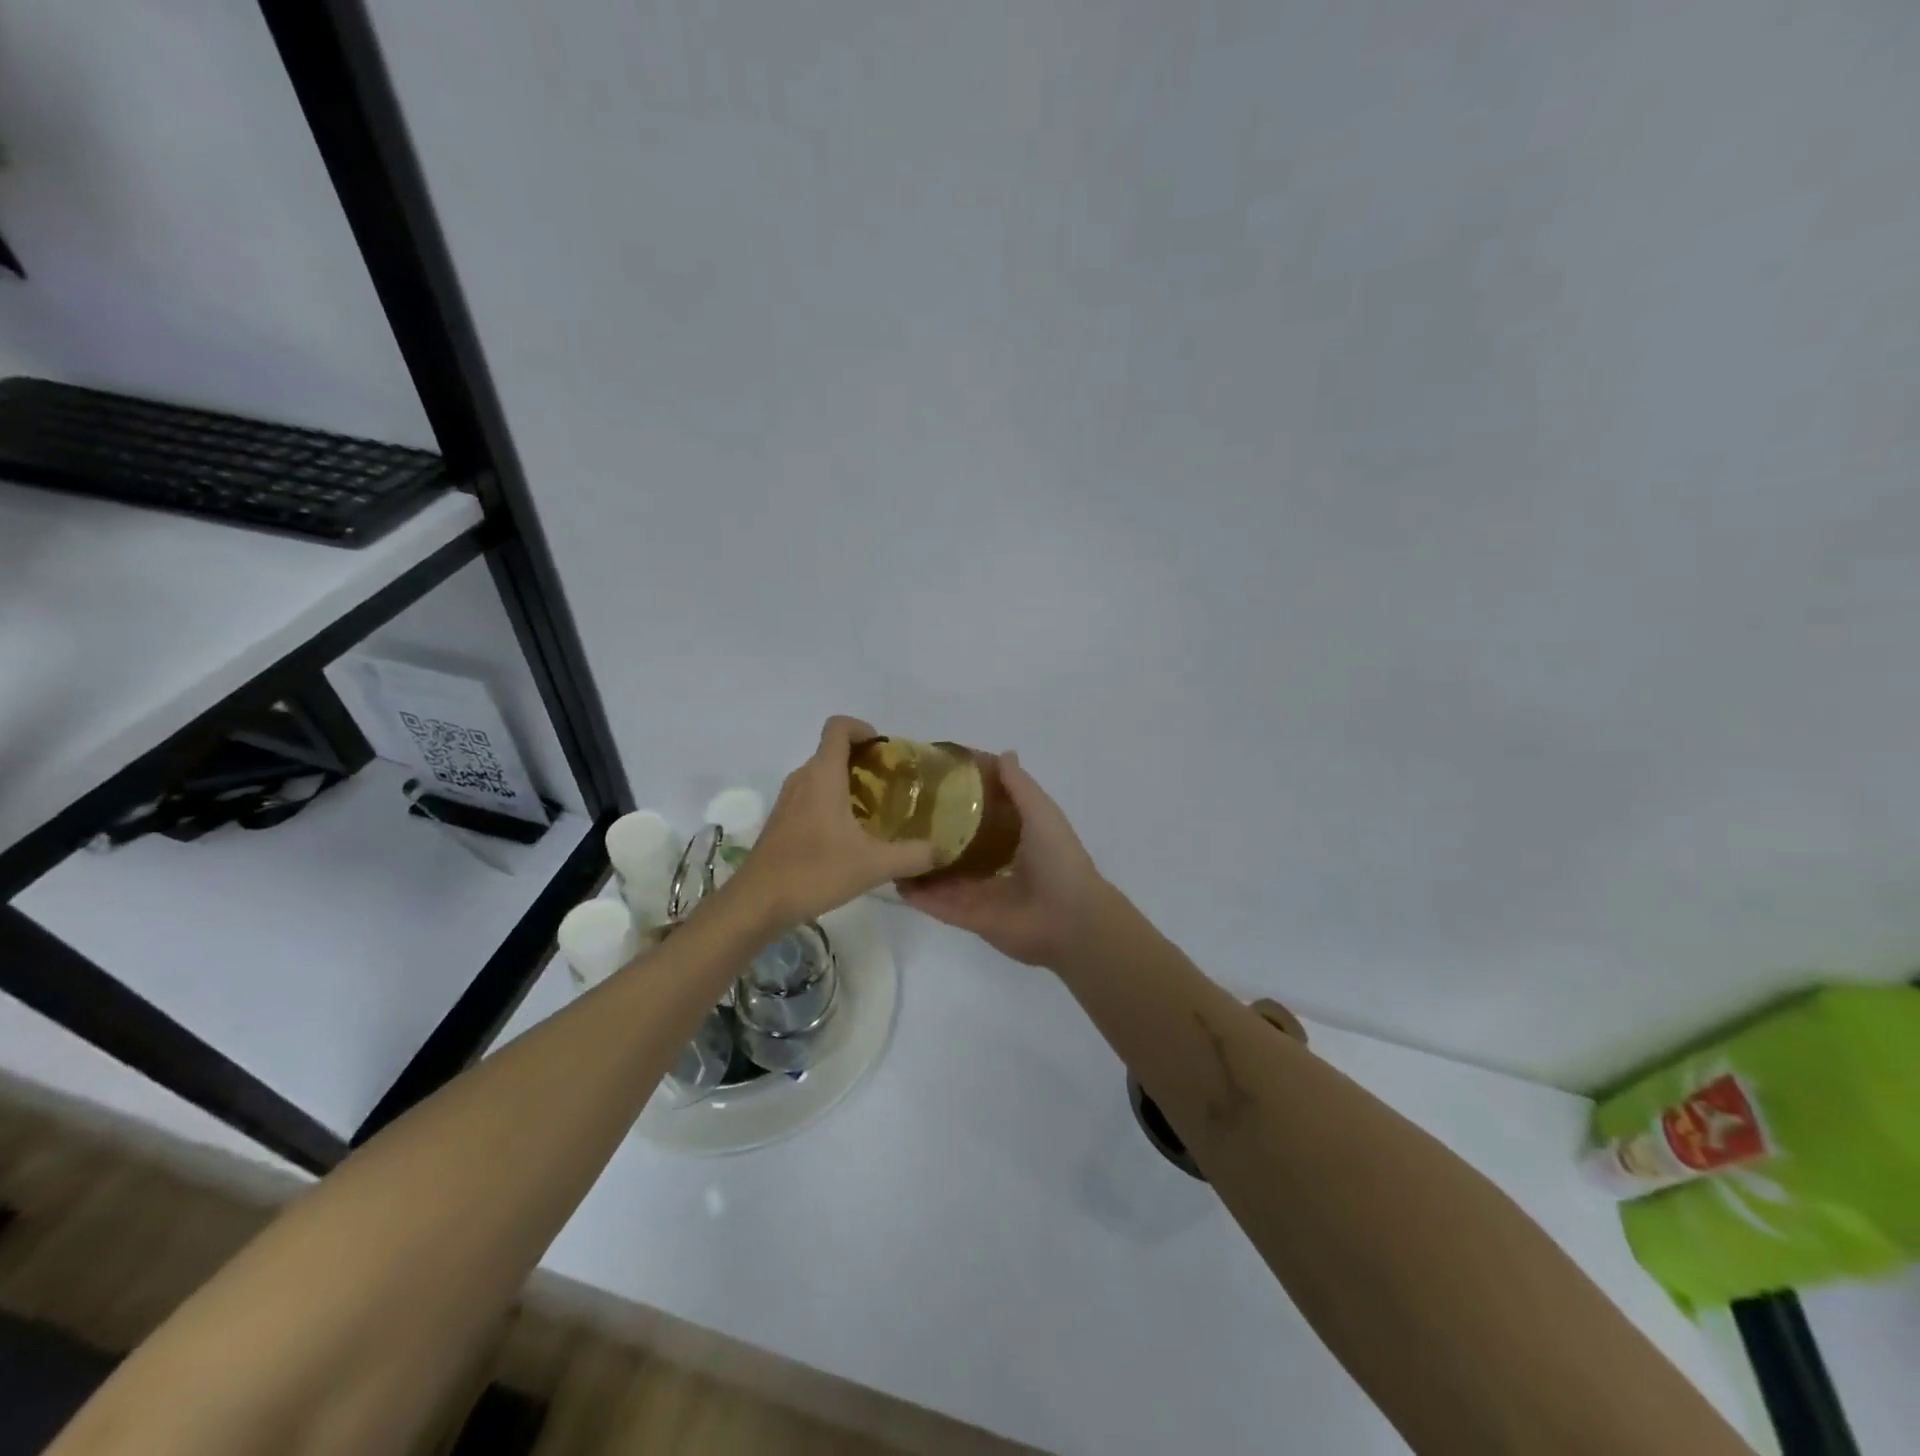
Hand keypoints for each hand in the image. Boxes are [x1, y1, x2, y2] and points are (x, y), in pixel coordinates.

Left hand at [727, 716, 936, 929]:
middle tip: (890, 785)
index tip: (884, 750)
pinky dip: (831, 802)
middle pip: (832, 751)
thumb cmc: (815, 871)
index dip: (862, 728)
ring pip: (820, 775)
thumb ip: (912, 855)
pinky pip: (810, 796)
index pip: (838, 727)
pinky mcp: (780, 821)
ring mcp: (787, 800)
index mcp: (823, 775)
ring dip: (846, 782)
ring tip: (874, 810)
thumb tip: (941, 851)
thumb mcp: (874, 865)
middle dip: (862, 760)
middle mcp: (802, 778)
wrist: (758, 902)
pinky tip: (848, 836)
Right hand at [899, 752, 1112, 968]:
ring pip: (940, 874)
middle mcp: (994, 864)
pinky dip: (916, 894)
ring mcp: (978, 892)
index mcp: (1014, 838)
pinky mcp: (967, 917)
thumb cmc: (1058, 859)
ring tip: (887, 841)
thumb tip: (1003, 754)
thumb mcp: (1041, 812)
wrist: (1068, 919)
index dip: (959, 797)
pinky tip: (892, 877)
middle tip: (899, 811)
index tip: (931, 778)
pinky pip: (936, 904)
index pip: (980, 814)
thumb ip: (1019, 786)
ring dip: (918, 861)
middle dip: (931, 831)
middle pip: (956, 844)